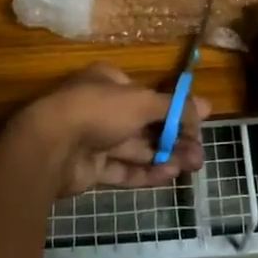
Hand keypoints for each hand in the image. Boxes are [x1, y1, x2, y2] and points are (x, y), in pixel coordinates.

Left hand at [2, 64, 207, 198]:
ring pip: (136, 147)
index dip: (174, 109)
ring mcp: (94, 139)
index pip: (148, 95)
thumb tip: (206, 107)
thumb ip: (174, 107)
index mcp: (109, 82)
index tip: (199, 124)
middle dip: (174, 138)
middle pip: (145, 124)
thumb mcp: (142, 101)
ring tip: (193, 166)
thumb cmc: (98, 110)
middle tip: (200, 153)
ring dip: (165, 155)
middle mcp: (102, 107)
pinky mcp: (90, 168)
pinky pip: (122, 168)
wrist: (50, 146)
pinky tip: (169, 175)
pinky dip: (145, 172)